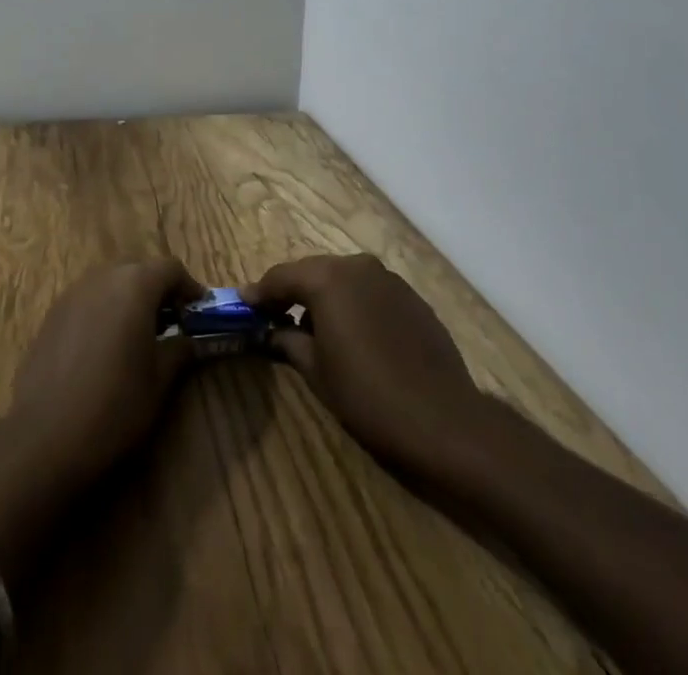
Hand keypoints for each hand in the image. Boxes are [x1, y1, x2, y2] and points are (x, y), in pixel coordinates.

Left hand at [5, 259, 203, 486]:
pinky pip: (88, 300)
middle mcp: (103, 277)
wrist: (45, 435)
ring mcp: (73, 293)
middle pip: (139, 270)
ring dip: (129, 299)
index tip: (199, 313)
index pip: (170, 268)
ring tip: (139, 336)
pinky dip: (104, 312)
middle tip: (173, 323)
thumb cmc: (115, 404)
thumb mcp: (159, 381)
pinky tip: (105, 348)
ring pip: (111, 283)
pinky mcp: (52, 314)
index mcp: (134, 285)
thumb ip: (180, 350)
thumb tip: (190, 340)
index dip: (189, 287)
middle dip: (158, 291)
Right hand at [245, 253, 492, 479]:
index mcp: (327, 279)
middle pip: (313, 272)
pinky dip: (353, 305)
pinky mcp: (411, 297)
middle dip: (292, 292)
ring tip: (312, 328)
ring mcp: (388, 279)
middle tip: (273, 315)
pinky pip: (369, 292)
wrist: (444, 420)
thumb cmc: (368, 396)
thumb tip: (271, 331)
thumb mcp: (317, 371)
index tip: (243, 305)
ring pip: (343, 280)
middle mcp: (357, 266)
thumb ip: (288, 341)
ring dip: (324, 297)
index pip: (281, 277)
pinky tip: (352, 334)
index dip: (259, 293)